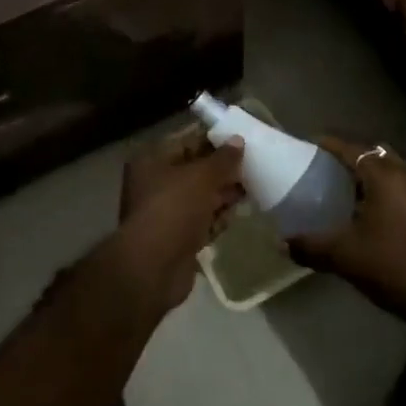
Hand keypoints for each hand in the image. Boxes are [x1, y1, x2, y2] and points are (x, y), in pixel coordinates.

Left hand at [105, 125, 244, 311]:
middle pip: (194, 170)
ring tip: (254, 186)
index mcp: (151, 161)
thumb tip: (238, 140)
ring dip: (224, 193)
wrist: (154, 267)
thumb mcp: (201, 177)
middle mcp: (155, 183)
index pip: (186, 141)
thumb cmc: (173, 209)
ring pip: (200, 196)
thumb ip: (222, 159)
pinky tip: (241, 212)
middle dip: (222, 169)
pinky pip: (202, 220)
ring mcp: (166, 212)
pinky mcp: (177, 238)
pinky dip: (219, 216)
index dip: (213, 139)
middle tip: (253, 164)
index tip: (241, 138)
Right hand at [285, 137, 405, 332]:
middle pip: (378, 155)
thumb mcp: (345, 256)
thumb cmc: (394, 265)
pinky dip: (391, 194)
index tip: (311, 144)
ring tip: (351, 194)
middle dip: (355, 158)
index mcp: (386, 176)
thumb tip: (281, 243)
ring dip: (375, 177)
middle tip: (331, 170)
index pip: (353, 149)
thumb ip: (311, 246)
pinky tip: (378, 217)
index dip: (330, 144)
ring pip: (396, 173)